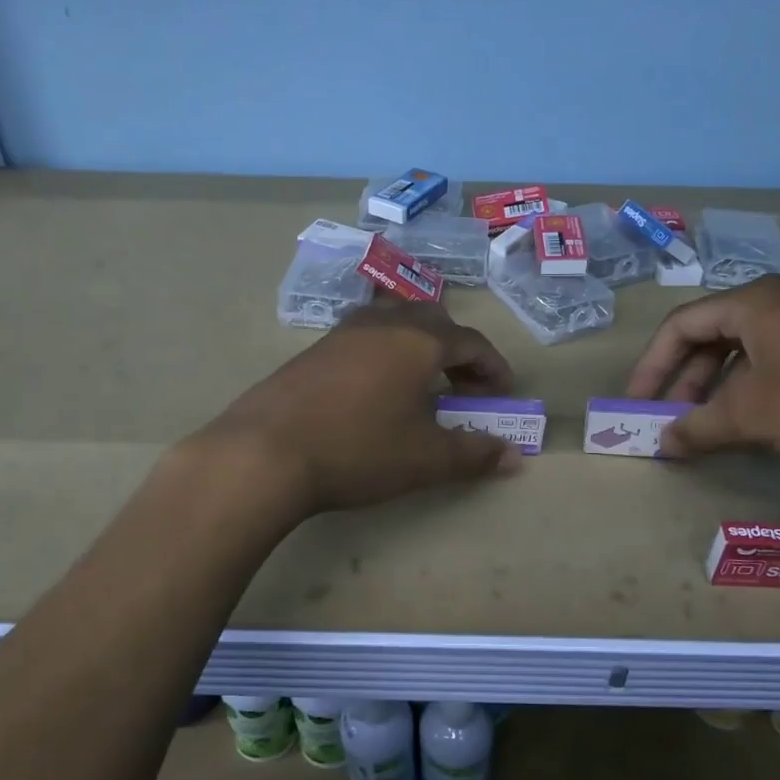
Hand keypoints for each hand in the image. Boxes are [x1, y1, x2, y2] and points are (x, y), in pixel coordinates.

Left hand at [200, 301, 522, 513]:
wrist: (266, 452)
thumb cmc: (358, 450)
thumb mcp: (425, 458)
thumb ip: (473, 453)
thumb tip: (513, 457)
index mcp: (419, 340)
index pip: (471, 342)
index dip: (493, 367)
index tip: (503, 393)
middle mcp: (383, 323)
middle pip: (433, 321)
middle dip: (457, 350)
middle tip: (464, 385)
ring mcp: (343, 332)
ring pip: (394, 321)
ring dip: (418, 345)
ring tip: (421, 381)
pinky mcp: (313, 349)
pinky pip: (364, 336)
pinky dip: (385, 352)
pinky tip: (376, 387)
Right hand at [626, 275, 779, 464]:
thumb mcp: (754, 417)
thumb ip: (700, 428)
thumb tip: (663, 443)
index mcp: (755, 301)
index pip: (681, 324)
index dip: (652, 365)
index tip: (639, 403)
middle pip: (716, 333)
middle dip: (689, 379)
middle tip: (679, 419)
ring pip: (753, 346)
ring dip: (725, 384)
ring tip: (721, 424)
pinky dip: (762, 383)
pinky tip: (771, 417)